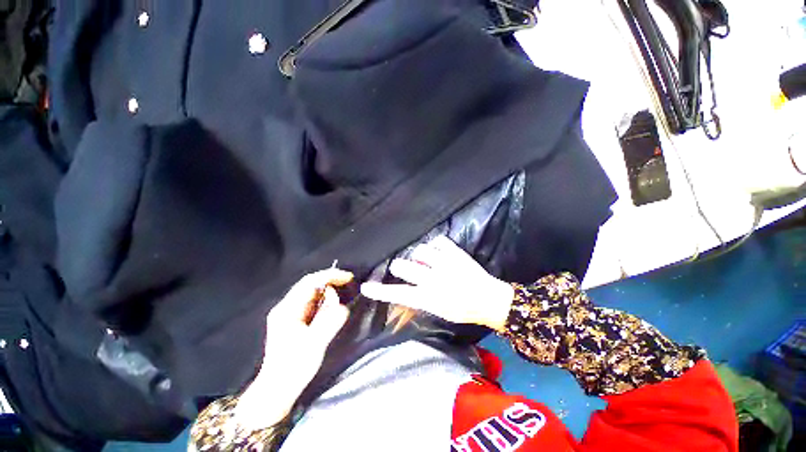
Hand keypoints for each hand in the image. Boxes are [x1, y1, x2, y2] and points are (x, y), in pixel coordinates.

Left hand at [235, 268, 352, 430]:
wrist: (277, 390)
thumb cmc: (293, 369)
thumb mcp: (314, 345)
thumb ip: (329, 322)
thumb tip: (343, 306)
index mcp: (287, 310)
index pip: (310, 282)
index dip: (330, 276)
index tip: (348, 277)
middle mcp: (286, 307)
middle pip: (310, 284)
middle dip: (331, 282)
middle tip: (348, 285)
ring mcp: (289, 313)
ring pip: (312, 293)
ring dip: (329, 293)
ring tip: (341, 300)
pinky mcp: (295, 320)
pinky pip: (313, 303)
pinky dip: (325, 302)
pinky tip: (332, 308)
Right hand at [360, 236, 513, 331]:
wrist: (489, 299)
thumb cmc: (462, 309)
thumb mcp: (437, 311)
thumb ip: (418, 299)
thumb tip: (403, 288)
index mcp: (428, 297)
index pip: (398, 293)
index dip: (379, 291)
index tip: (365, 287)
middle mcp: (433, 278)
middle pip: (402, 265)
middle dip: (400, 266)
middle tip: (407, 268)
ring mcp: (444, 262)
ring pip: (419, 249)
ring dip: (420, 255)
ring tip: (429, 260)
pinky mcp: (454, 251)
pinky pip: (437, 241)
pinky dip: (436, 246)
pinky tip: (440, 253)